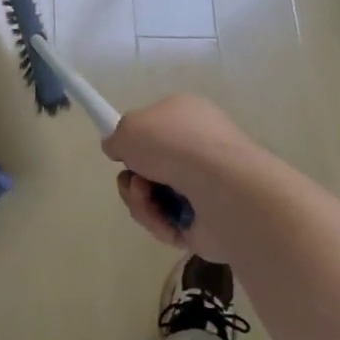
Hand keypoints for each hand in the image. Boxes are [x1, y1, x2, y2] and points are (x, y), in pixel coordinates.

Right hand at [103, 95, 267, 259]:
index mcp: (188, 116)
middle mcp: (199, 148)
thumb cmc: (175, 144)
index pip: (156, 126)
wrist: (221, 187)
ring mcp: (205, 186)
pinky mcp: (206, 221)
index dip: (135, 140)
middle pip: (150, 167)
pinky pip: (168, 223)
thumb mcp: (130, 127)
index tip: (122, 152)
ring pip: (154, 197)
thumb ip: (117, 137)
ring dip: (140, 200)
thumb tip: (119, 149)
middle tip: (134, 181)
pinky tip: (164, 219)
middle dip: (132, 178)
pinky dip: (158, 222)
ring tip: (146, 198)